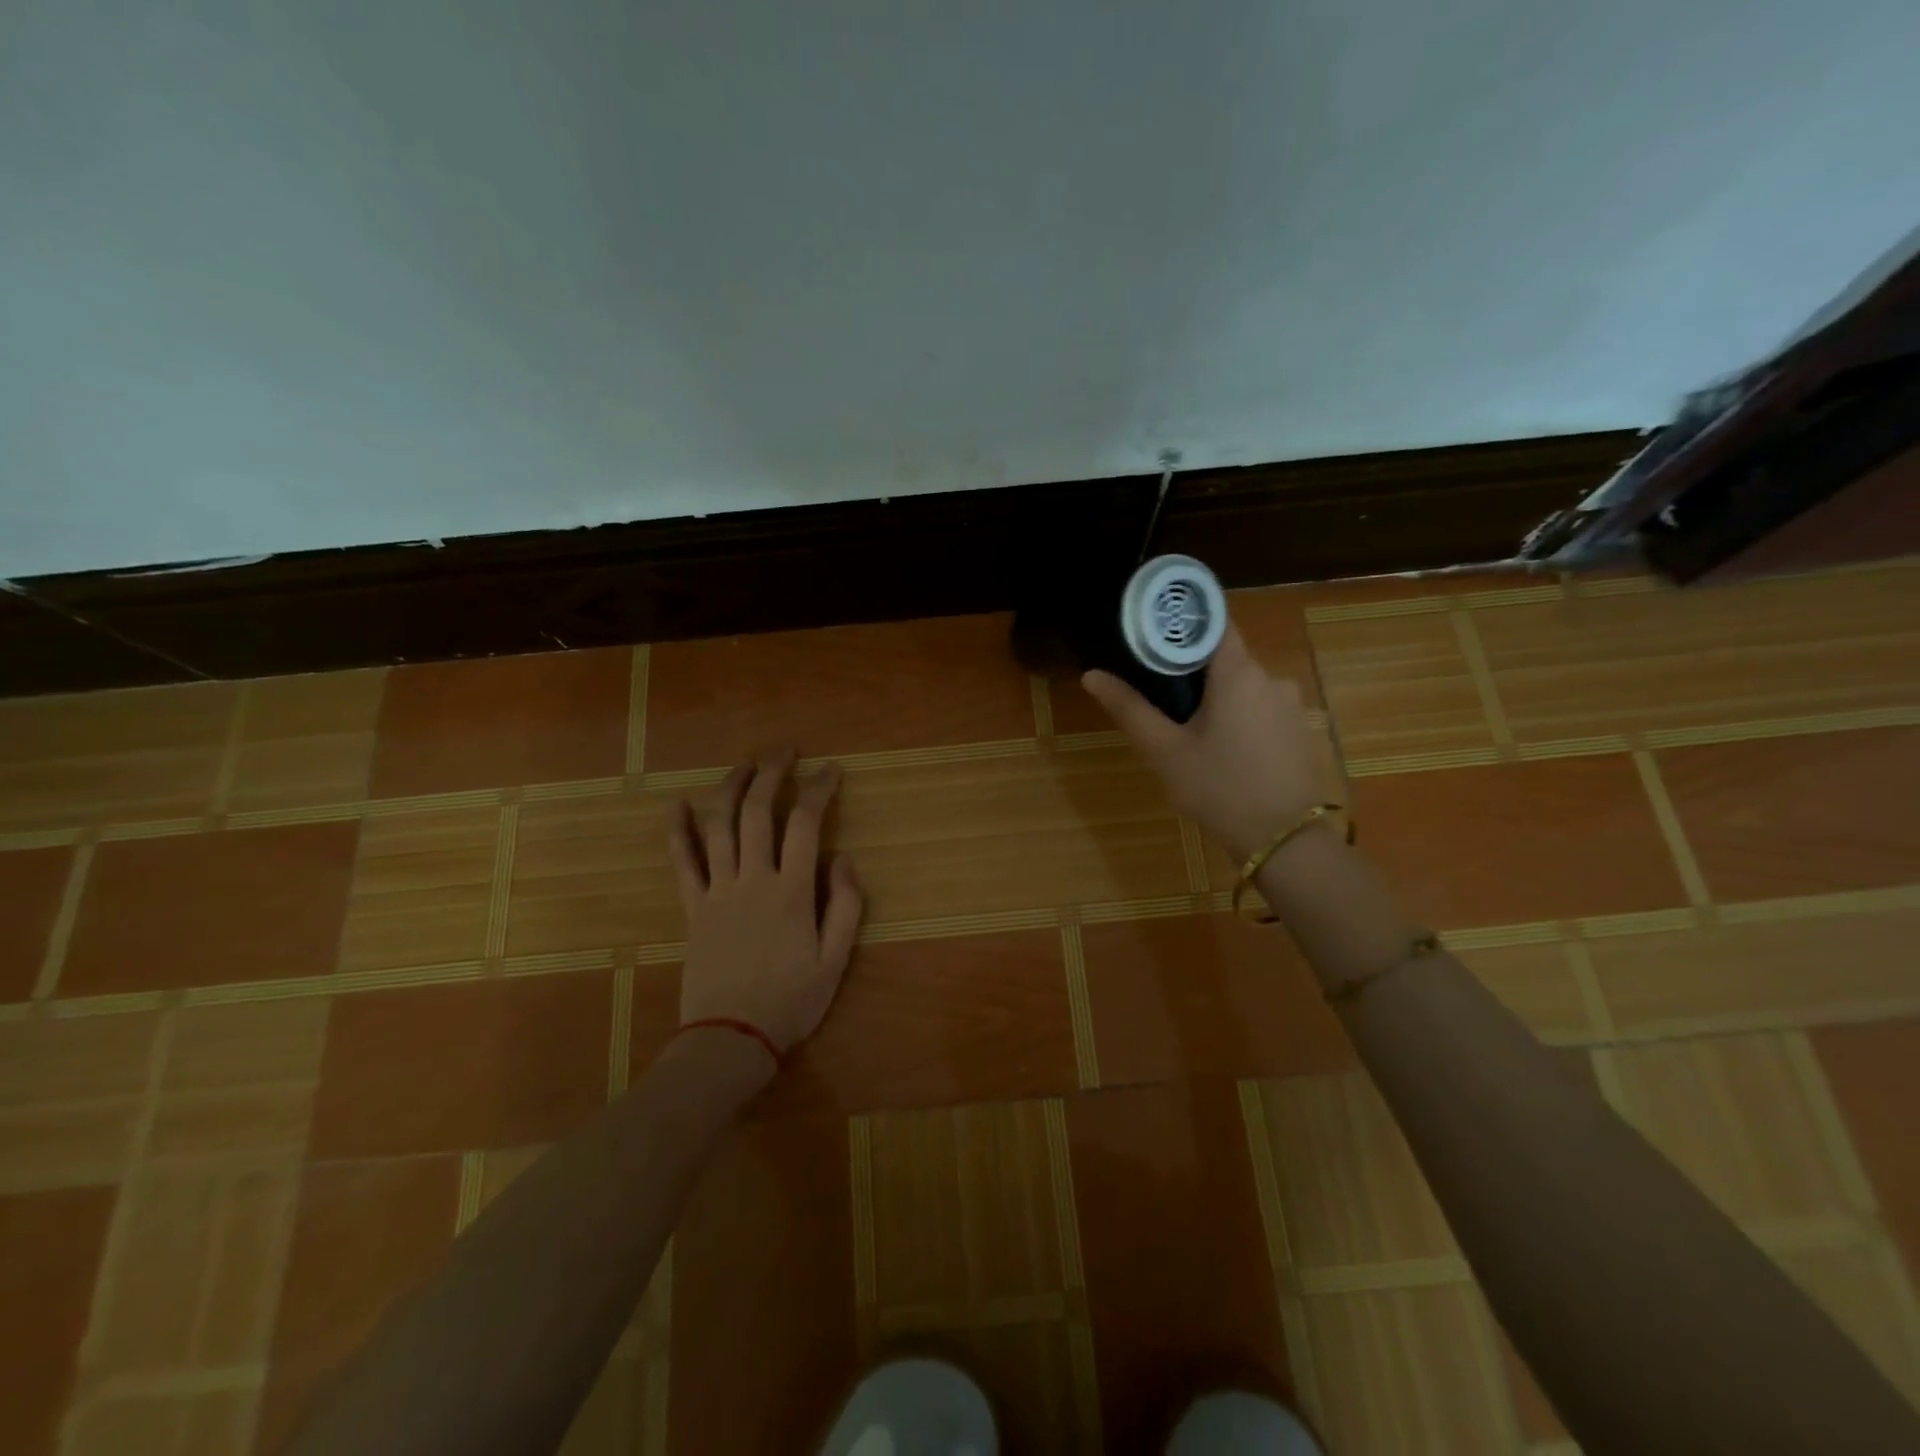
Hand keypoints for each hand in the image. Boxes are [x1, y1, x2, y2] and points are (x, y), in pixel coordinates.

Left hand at [668, 753, 864, 1065]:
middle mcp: (753, 879)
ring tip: (744, 765)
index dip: (819, 789)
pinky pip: (682, 862)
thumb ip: (846, 905)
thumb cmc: (790, 1001)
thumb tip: (843, 859)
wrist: (730, 1038)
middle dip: (771, 773)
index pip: (805, 823)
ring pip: (719, 826)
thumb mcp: (836, 960)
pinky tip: (678, 805)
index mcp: (792, 890)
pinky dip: (679, 830)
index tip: (831, 770)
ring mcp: (718, 890)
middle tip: (785, 752)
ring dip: (730, 788)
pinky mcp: (694, 907)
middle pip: (757, 811)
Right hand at [1083, 621, 1323, 861]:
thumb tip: (1091, 675)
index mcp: (1239, 673)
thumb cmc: (1219, 788)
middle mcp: (1271, 678)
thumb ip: (1129, 708)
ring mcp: (1290, 705)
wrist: (1284, 842)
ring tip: (1185, 726)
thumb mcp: (1165, 750)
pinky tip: (1221, 748)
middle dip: (1192, 669)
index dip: (1183, 621)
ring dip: (1215, 696)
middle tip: (1157, 691)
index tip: (1153, 630)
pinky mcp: (1298, 731)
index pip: (1214, 622)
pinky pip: (1260, 708)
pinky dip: (1237, 716)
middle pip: (1225, 657)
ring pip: (1242, 686)